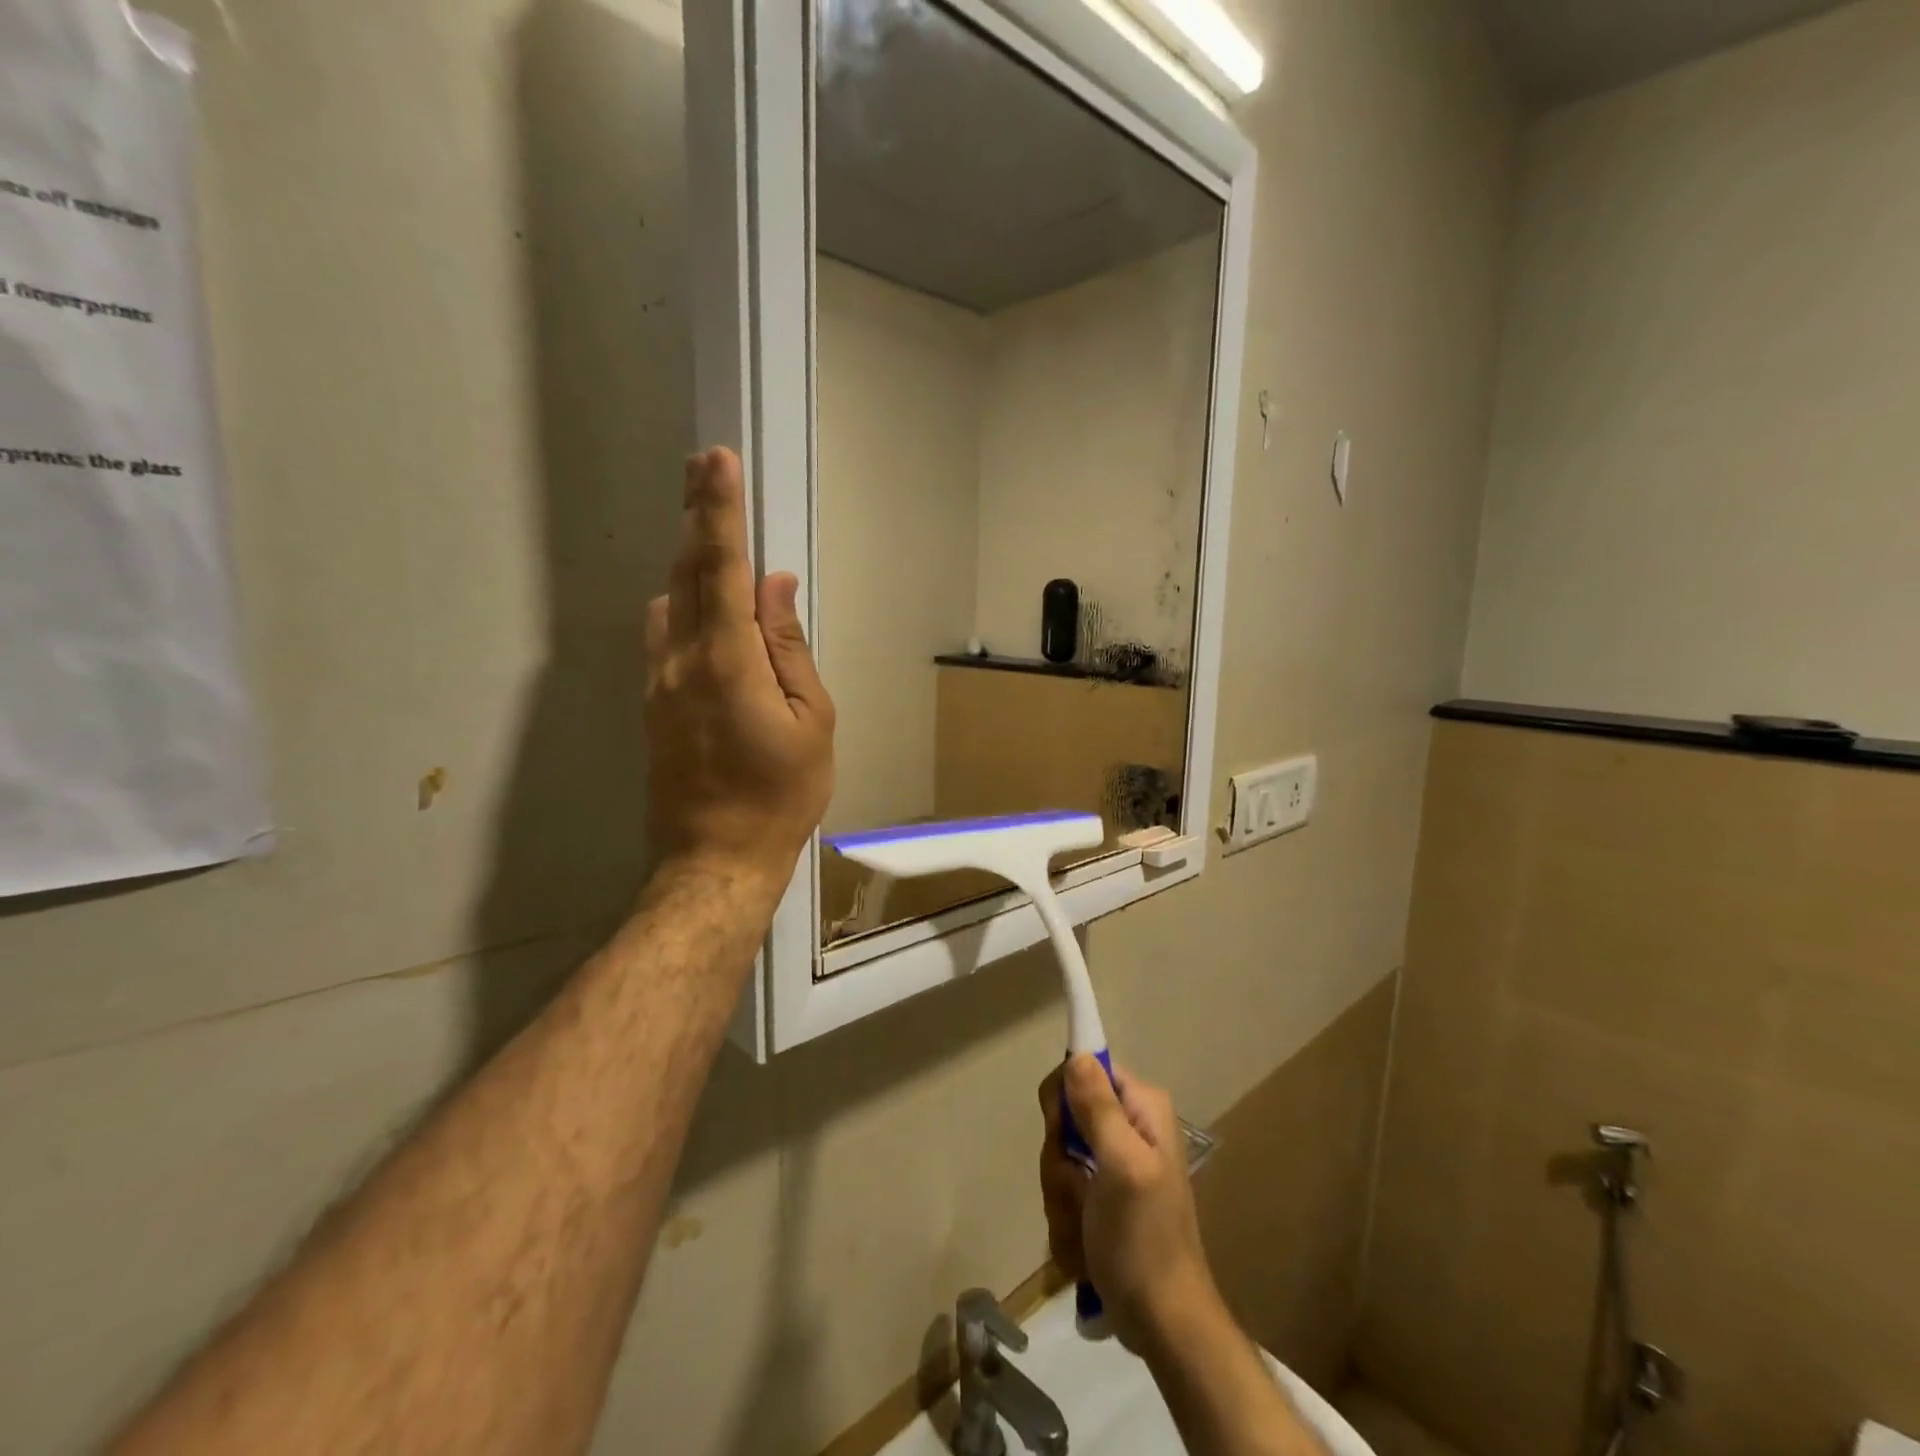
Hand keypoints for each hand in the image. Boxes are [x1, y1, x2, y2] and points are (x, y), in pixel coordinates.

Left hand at [645, 448, 834, 887]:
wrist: (716, 859)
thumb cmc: (780, 795)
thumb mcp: (810, 722)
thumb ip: (790, 648)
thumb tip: (777, 587)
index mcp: (726, 663)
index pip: (721, 569)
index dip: (718, 512)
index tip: (717, 462)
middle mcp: (680, 662)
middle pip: (684, 573)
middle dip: (695, 516)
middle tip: (703, 467)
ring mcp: (658, 684)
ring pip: (668, 602)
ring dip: (688, 563)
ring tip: (713, 539)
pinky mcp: (652, 704)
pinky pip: (665, 636)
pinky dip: (683, 604)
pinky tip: (705, 609)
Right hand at [1039, 1057, 1222, 1351]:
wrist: (1163, 1323)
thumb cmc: (1145, 1239)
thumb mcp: (1122, 1166)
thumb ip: (1099, 1108)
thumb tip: (1077, 1054)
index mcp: (1141, 1107)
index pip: (1083, 1068)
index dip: (1063, 1100)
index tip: (1063, 1136)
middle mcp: (1128, 1125)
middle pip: (1064, 1117)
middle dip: (1061, 1161)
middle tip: (1080, 1189)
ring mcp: (1113, 1162)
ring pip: (1058, 1157)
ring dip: (1062, 1196)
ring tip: (1086, 1225)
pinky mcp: (1101, 1195)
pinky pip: (1063, 1189)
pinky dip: (1067, 1218)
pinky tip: (1085, 1243)